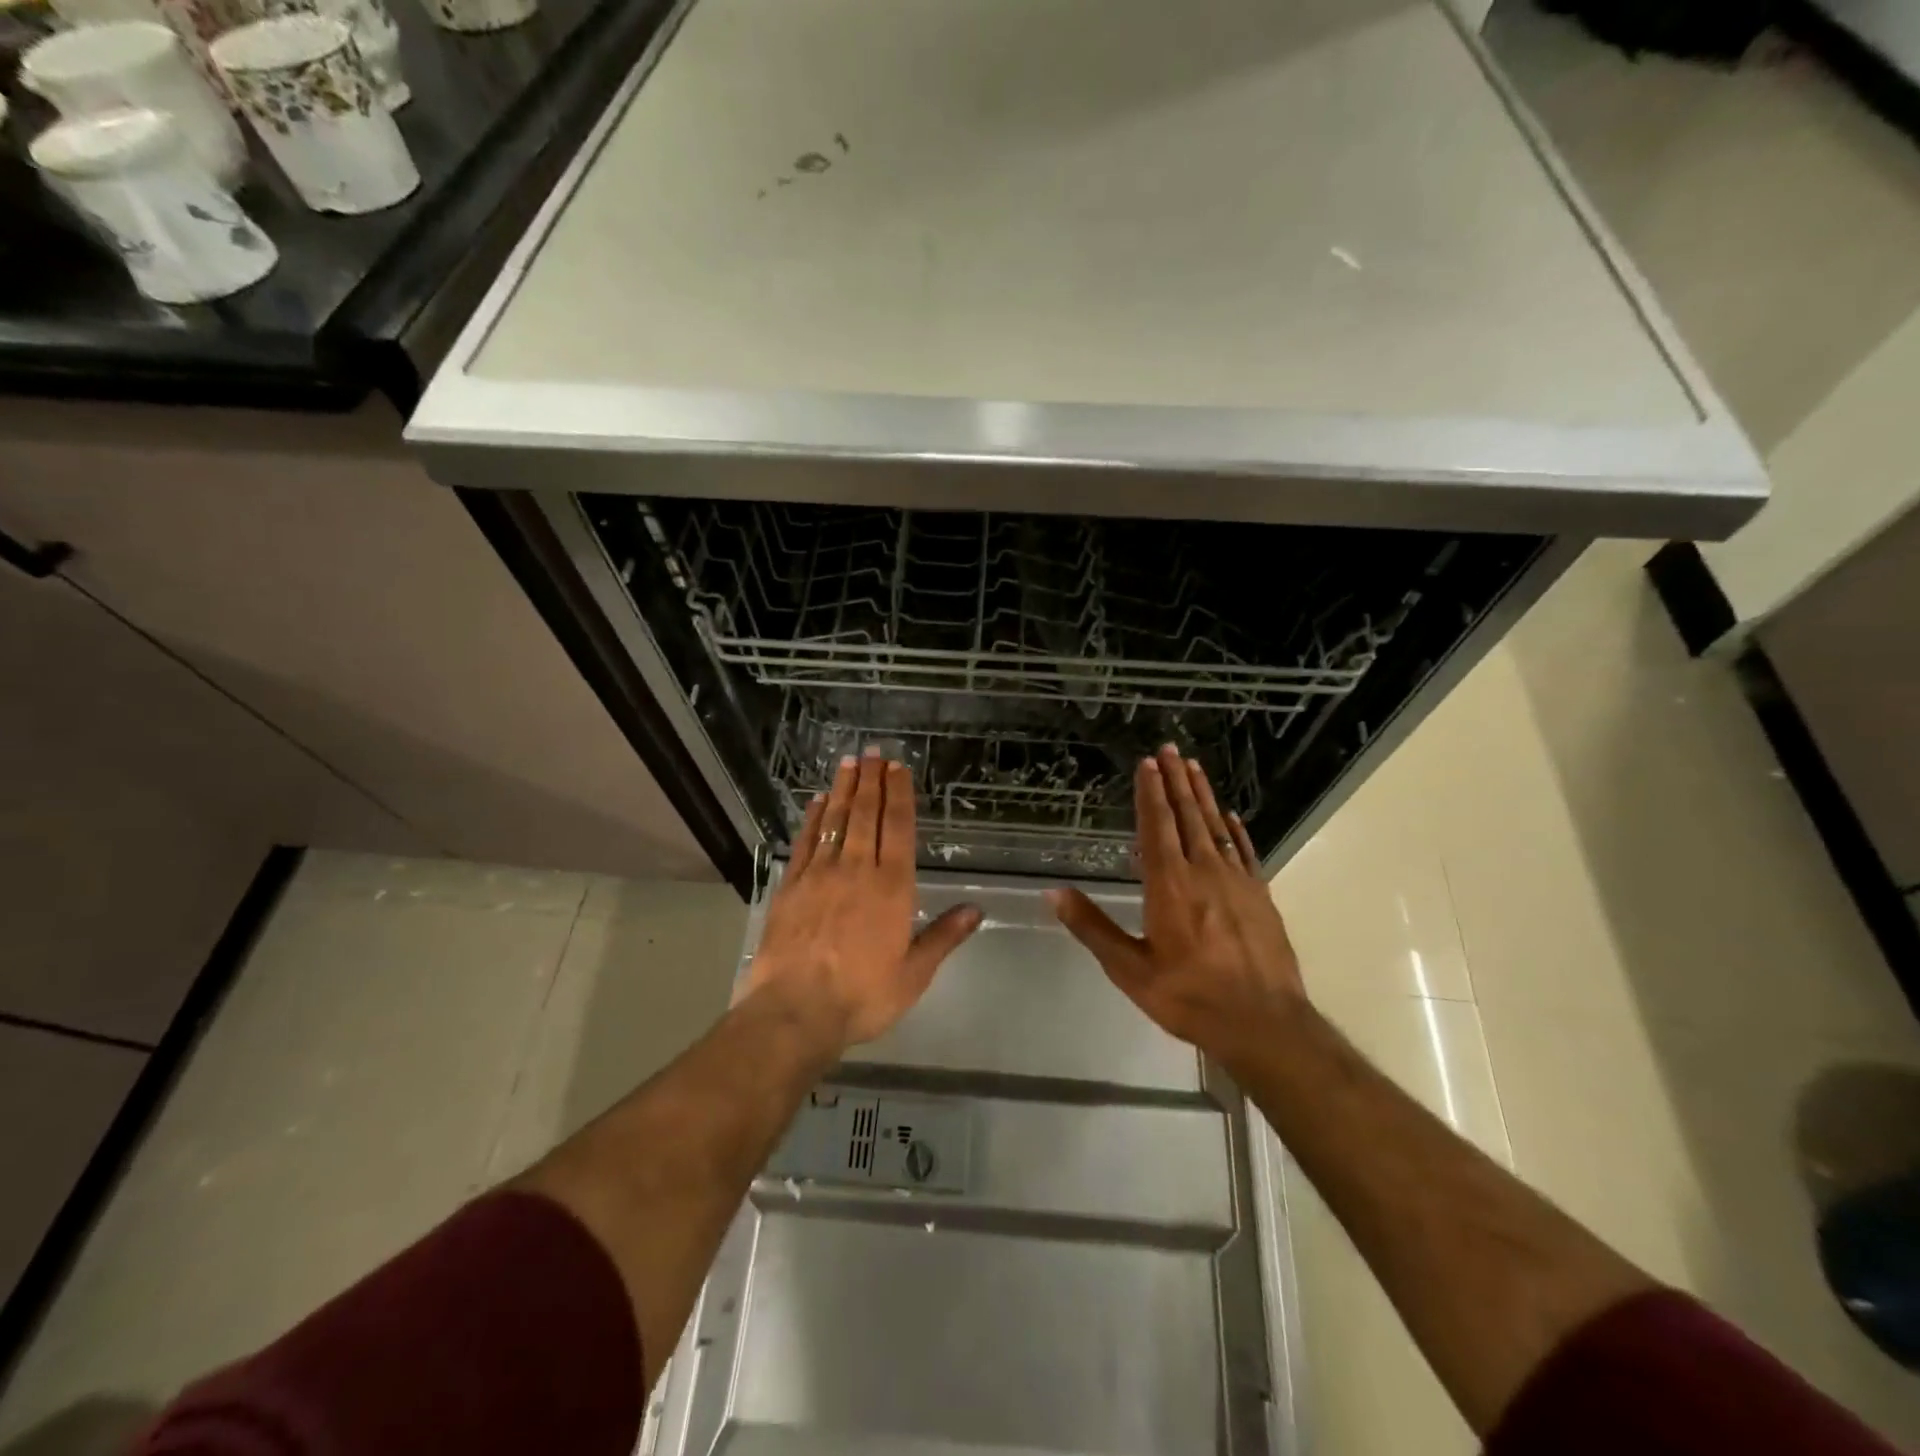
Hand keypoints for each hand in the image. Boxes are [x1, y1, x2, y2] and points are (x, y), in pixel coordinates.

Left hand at [744, 749, 981, 1047]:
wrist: (795, 1010)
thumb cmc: (862, 996)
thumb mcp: (914, 974)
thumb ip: (943, 936)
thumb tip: (976, 909)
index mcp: (892, 887)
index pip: (898, 828)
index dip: (899, 795)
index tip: (899, 768)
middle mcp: (857, 870)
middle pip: (866, 815)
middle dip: (872, 781)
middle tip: (874, 753)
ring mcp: (820, 874)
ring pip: (836, 821)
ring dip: (845, 790)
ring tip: (850, 763)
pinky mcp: (791, 886)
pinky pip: (806, 841)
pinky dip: (814, 818)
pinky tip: (818, 801)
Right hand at [1046, 744, 1307, 1070]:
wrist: (1265, 1025)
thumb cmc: (1190, 997)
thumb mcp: (1131, 970)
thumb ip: (1093, 928)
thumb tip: (1054, 893)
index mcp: (1169, 885)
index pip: (1158, 827)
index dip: (1151, 793)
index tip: (1148, 763)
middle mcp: (1204, 872)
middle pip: (1189, 817)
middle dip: (1177, 781)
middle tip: (1170, 749)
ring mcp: (1237, 882)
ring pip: (1217, 827)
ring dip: (1204, 796)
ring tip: (1194, 767)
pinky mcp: (1261, 896)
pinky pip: (1245, 852)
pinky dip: (1236, 830)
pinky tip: (1231, 816)